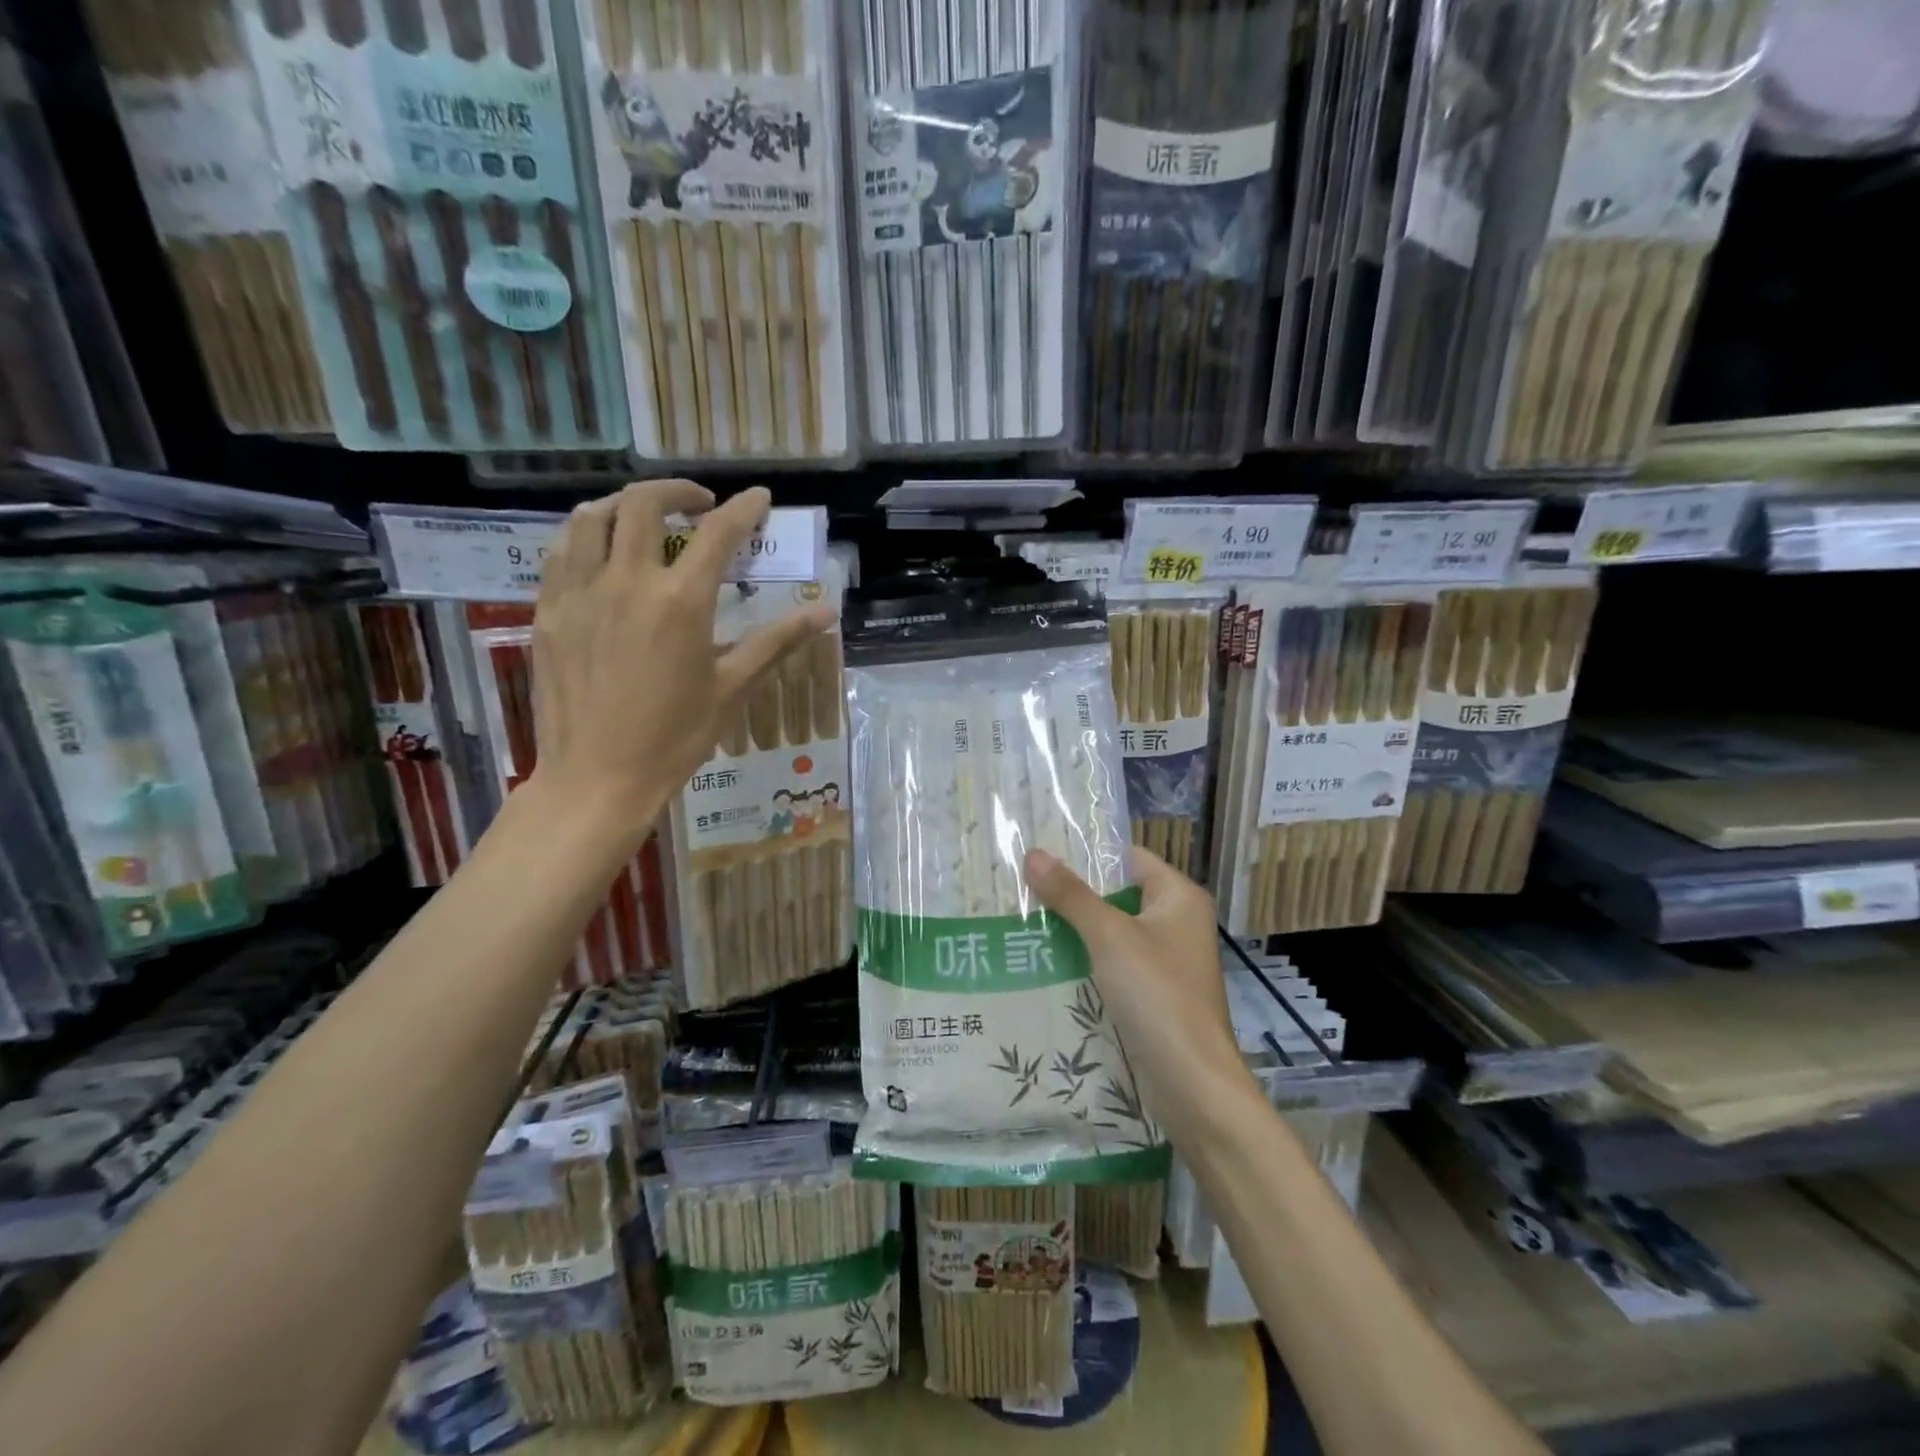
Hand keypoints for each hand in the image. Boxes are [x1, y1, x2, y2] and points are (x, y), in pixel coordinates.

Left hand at [529, 481, 834, 834]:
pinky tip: (601, 552)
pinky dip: (586, 535)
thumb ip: (777, 642)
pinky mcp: (550, 611)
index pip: (718, 533)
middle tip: (700, 505)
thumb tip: (826, 613)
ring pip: (593, 517)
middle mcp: (628, 582)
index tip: (759, 498)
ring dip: (625, 505)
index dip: (744, 509)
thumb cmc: (675, 738)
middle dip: (678, 491)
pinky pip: (561, 551)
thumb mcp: (733, 689)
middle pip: (645, 504)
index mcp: (681, 602)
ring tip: (646, 519)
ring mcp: (581, 593)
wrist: (597, 778)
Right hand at [1024, 846, 1246, 1146]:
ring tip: (1022, 920)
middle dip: (1072, 894)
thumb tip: (1033, 853)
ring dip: (1074, 930)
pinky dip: (1084, 962)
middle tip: (1021, 886)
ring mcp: (1165, 962)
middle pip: (1117, 895)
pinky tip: (1044, 962)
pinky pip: (1113, 966)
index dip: (1087, 854)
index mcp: (1179, 897)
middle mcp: (1177, 923)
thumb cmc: (1158, 995)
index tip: (1040, 853)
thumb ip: (1071, 895)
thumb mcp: (1109, 936)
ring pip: (1112, 933)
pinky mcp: (1153, 995)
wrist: (1192, 1084)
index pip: (1128, 858)